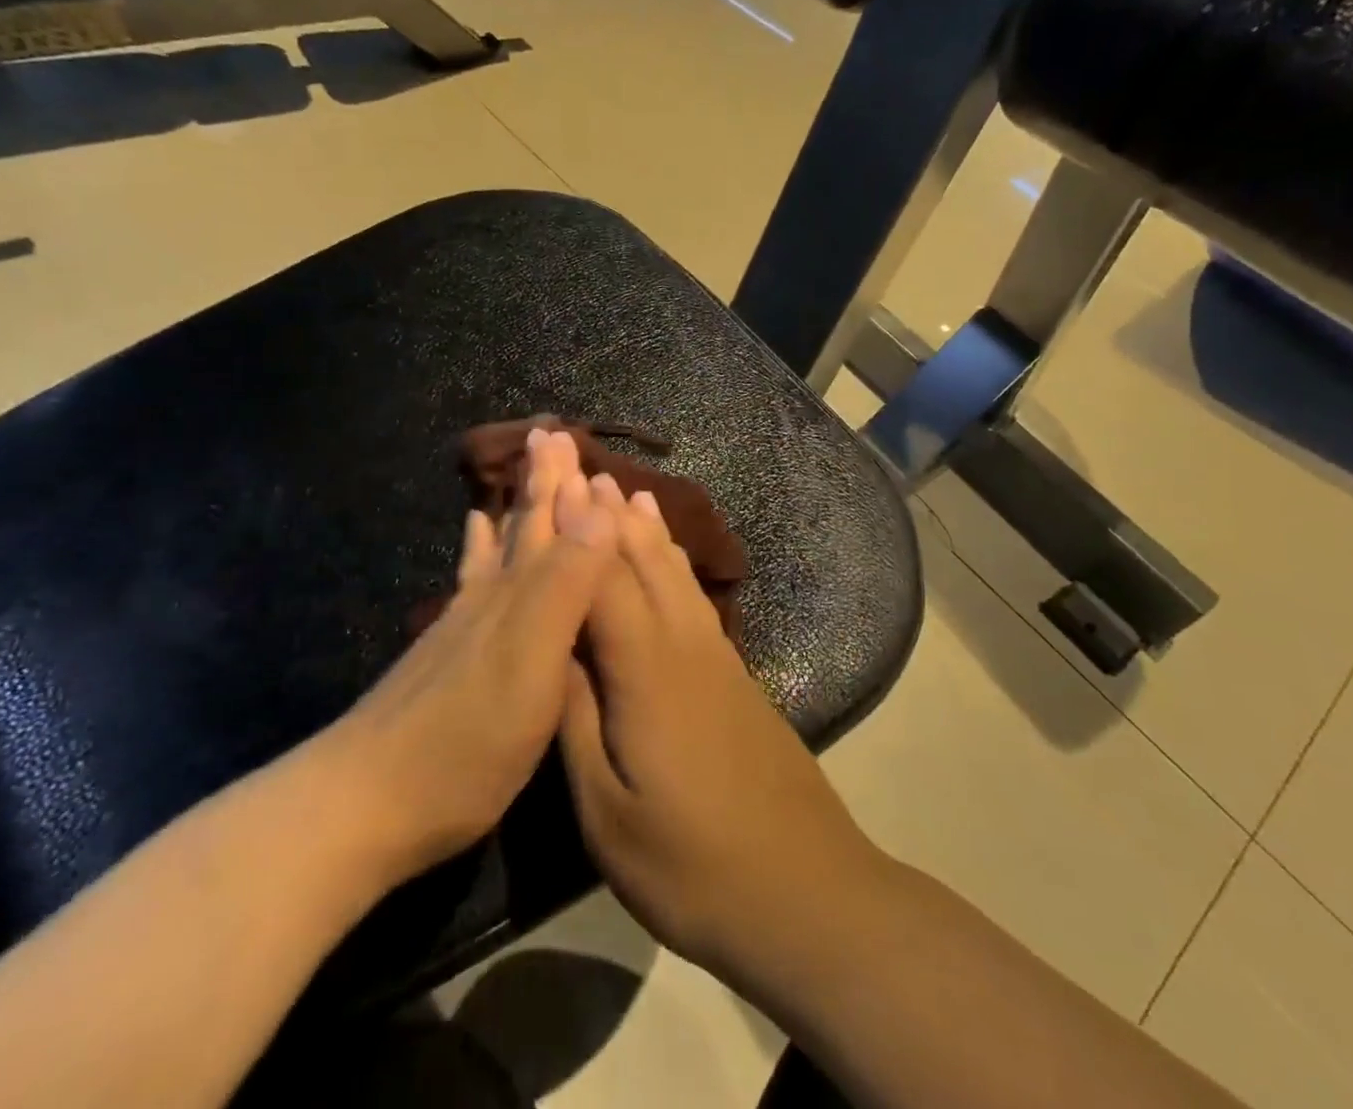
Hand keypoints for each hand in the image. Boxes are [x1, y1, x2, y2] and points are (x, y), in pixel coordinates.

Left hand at [327, 429, 617, 895]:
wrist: (364, 804)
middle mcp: (490, 597)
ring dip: (515, 507)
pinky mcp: (446, 655)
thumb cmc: (466, 738)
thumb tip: (602, 503)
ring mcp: (463, 625)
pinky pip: (471, 580)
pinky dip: (477, 549)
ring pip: (497, 547)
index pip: (549, 522)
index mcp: (519, 595)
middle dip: (542, 481)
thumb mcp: (533, 661)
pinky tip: (471, 535)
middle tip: (548, 433)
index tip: (568, 433)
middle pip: (521, 526)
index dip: (564, 481)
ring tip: (520, 469)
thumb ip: (568, 582)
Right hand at [556, 476, 880, 984]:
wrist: (804, 890)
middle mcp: (683, 645)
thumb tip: (553, 649)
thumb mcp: (609, 813)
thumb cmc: (693, 866)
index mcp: (645, 673)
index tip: (548, 482)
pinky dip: (675, 560)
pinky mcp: (734, 672)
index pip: (599, 583)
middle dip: (606, 511)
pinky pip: (695, 595)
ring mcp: (716, 655)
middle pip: (640, 561)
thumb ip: (577, 721)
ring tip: (624, 487)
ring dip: (644, 526)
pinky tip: (670, 555)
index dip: (571, 530)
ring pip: (674, 571)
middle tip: (580, 463)